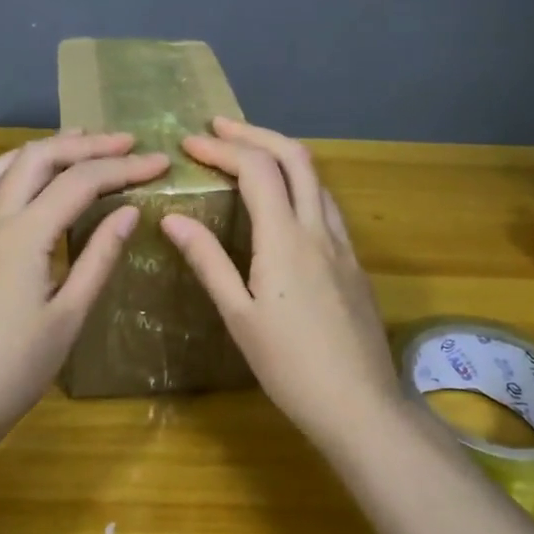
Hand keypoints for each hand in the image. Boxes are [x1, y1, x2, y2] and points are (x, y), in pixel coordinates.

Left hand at [0, 131, 169, 436]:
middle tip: (127, 143)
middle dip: (86, 145)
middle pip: (39, 158)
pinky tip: (35, 180)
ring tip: (81, 143)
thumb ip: (99, 257)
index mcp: (24, 235)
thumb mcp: (70, 314)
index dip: (124, 167)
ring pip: (6, 164)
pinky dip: (17, 167)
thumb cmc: (18, 366)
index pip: (80, 182)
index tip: (160, 162)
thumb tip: (129, 211)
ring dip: (46, 148)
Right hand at [161, 118, 399, 436]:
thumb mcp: (238, 316)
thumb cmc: (289, 366)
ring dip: (282, 155)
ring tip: (248, 156)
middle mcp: (319, 229)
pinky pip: (326, 205)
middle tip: (219, 129)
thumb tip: (173, 219)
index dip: (222, 149)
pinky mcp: (354, 263)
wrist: (360, 405)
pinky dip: (300, 185)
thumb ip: (208, 261)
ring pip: (317, 178)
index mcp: (285, 239)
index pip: (256, 170)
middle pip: (295, 157)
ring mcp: (343, 244)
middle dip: (255, 134)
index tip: (189, 144)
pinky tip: (283, 205)